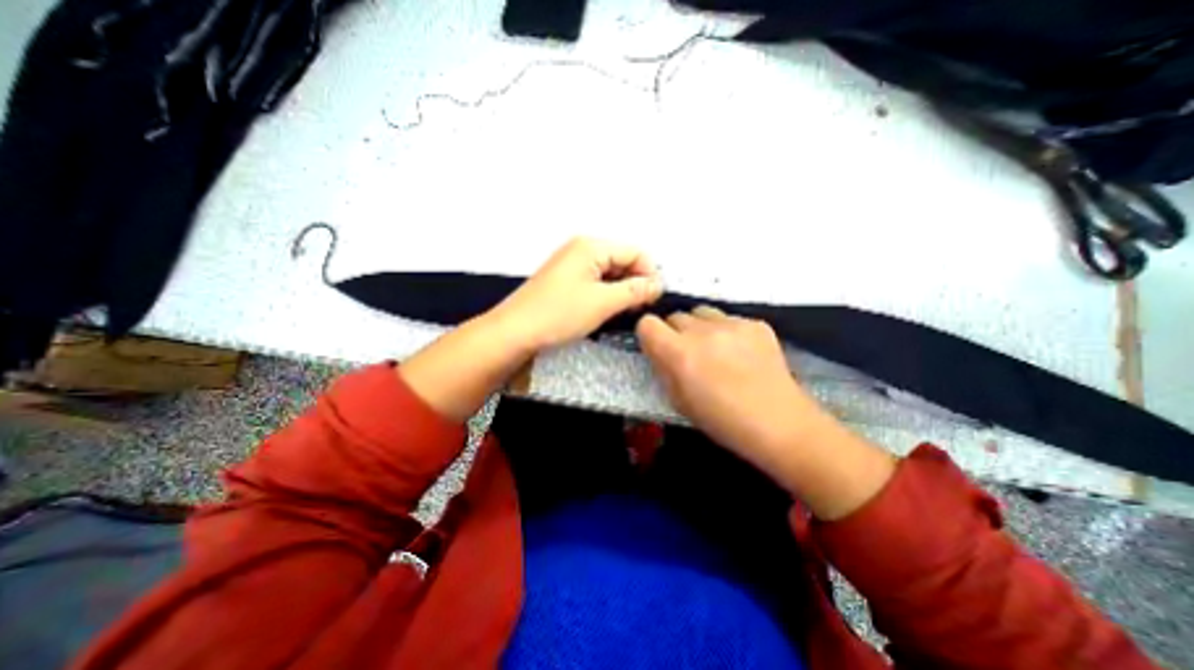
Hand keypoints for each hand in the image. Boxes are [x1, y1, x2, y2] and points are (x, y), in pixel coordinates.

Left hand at [489, 237, 667, 353]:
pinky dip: (606, 295)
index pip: (635, 252)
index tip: (654, 299)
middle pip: (622, 261)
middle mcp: (582, 249)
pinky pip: (596, 282)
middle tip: (639, 309)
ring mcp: (572, 264)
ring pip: (610, 273)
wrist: (515, 331)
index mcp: (591, 246)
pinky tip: (607, 311)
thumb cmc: (558, 314)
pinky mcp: (566, 280)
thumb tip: (659, 284)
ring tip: (624, 313)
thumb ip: (635, 291)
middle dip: (635, 283)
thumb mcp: (603, 302)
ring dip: (621, 291)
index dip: (649, 274)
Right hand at [633, 305, 821, 456]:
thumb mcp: (678, 401)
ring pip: (701, 312)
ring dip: (700, 327)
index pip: (647, 323)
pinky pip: (729, 318)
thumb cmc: (722, 421)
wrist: (779, 424)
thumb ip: (663, 369)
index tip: (657, 347)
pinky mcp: (756, 323)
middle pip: (675, 315)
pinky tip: (740, 353)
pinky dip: (727, 331)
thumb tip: (659, 350)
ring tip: (714, 349)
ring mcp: (732, 324)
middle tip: (688, 354)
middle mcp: (702, 331)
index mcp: (679, 353)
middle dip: (675, 332)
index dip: (649, 335)